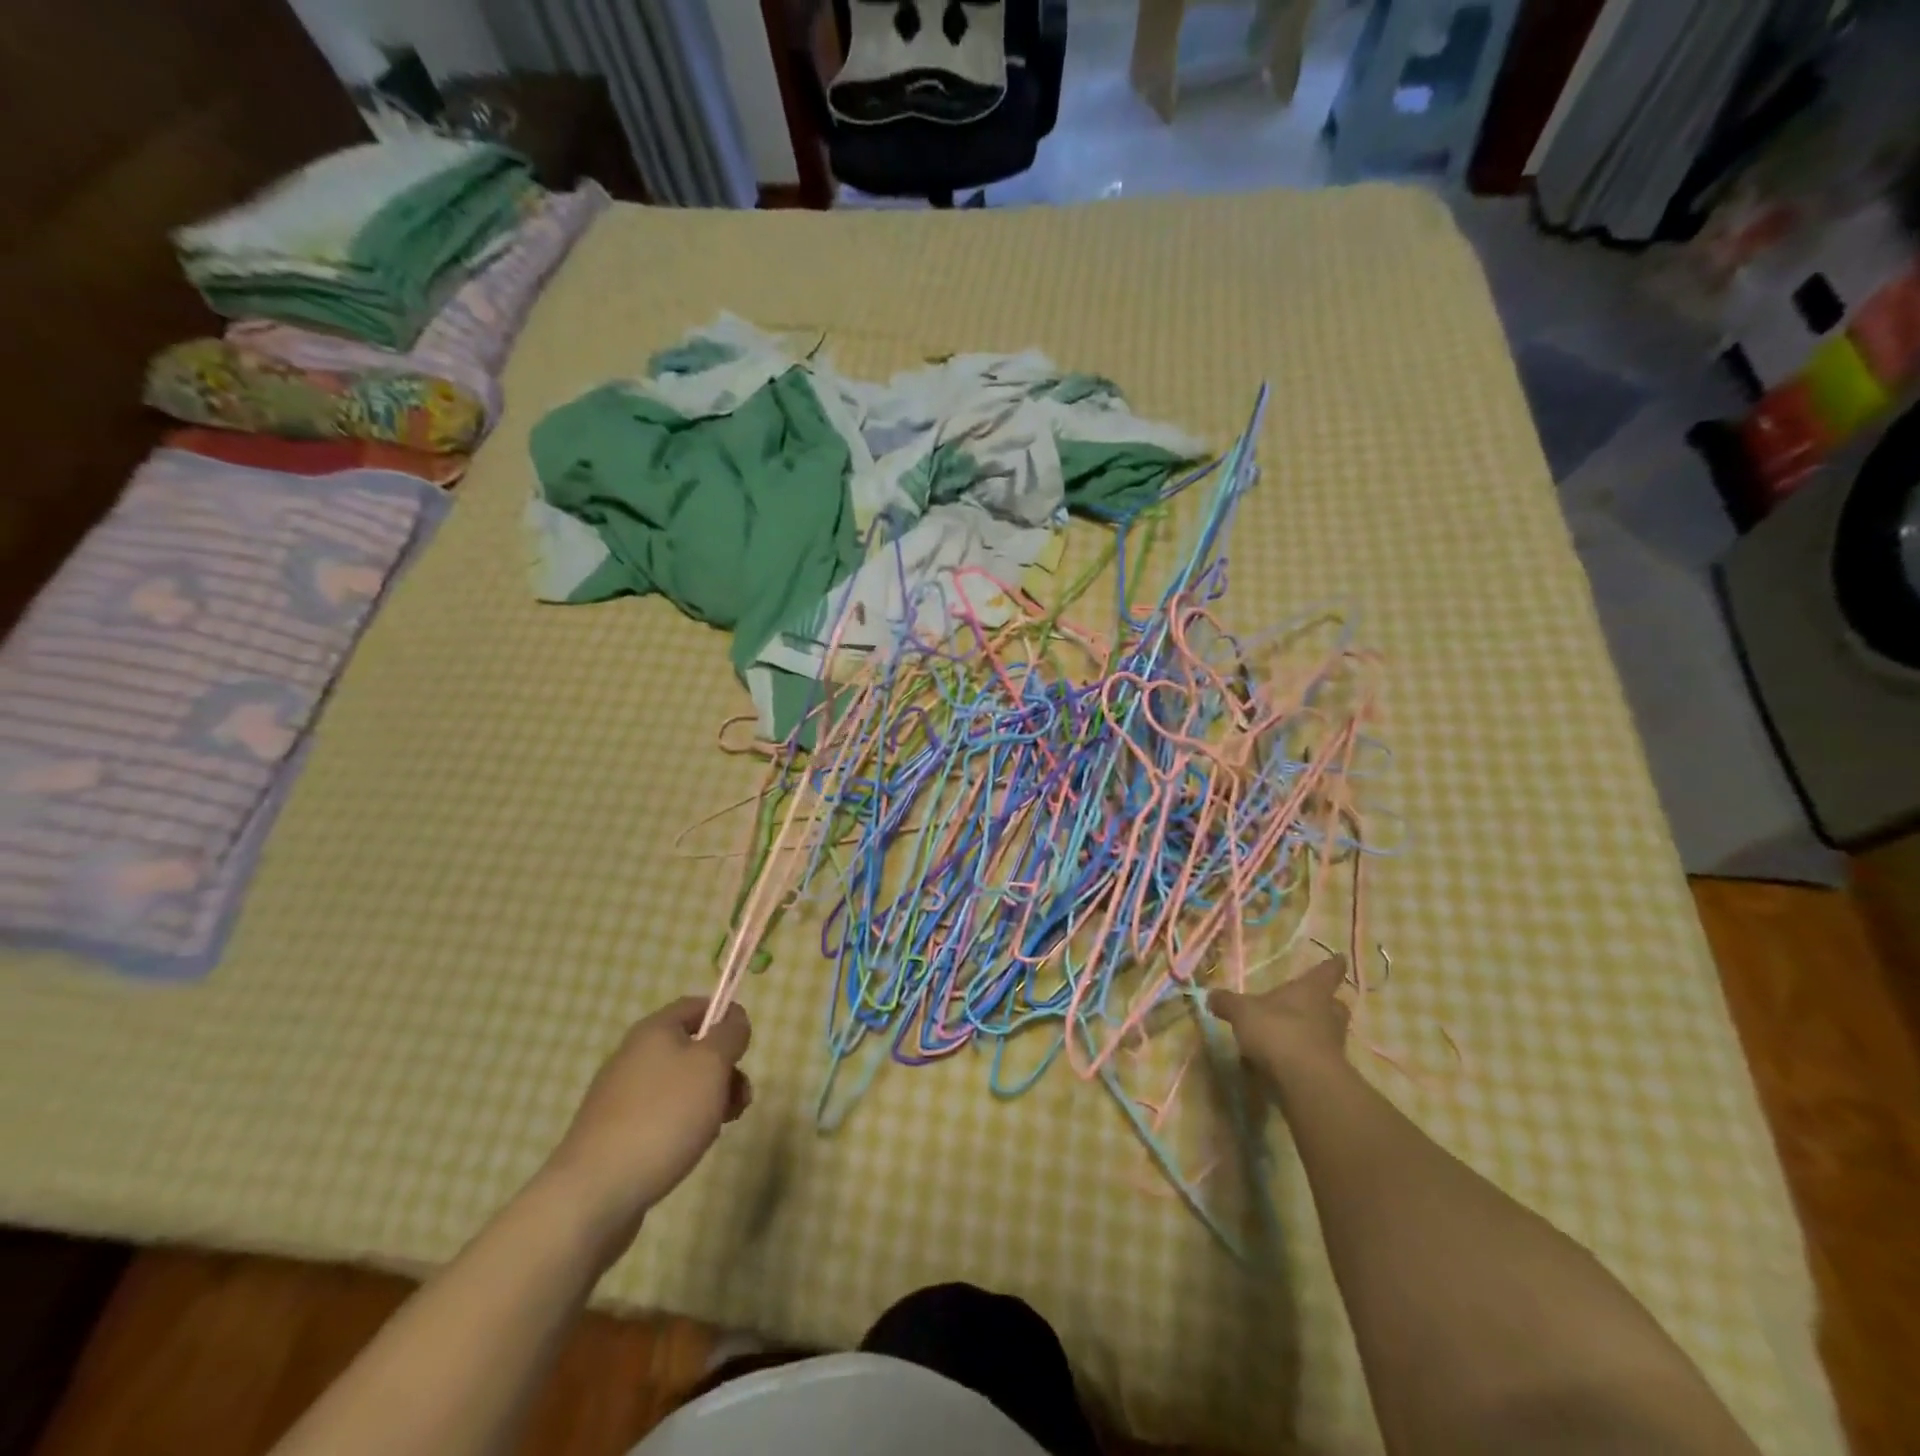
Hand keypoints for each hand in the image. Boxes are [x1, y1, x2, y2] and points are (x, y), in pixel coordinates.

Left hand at [542, 997, 751, 1240]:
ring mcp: (623, 1096)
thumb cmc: (663, 1117)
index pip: (698, 1005)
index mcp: (655, 1030)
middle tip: (740, 1099)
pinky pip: (662, 1115)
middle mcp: (635, 1055)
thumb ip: (730, 1034)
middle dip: (724, 1070)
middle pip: (693, 1048)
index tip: (745, 1048)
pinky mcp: (617, 1132)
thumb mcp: (711, 1065)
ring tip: (717, 1129)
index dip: (727, 1017)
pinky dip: (683, 1125)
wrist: (595, 1193)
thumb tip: (733, 1019)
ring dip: (709, 1100)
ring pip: (681, 1085)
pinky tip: (689, 1148)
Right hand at [1209, 955, 1349, 1082]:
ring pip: (1328, 1032)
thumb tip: (1211, 996)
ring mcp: (1333, 1045)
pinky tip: (1284, 1062)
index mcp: (1311, 991)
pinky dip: (1304, 1058)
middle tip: (1315, 1003)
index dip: (1332, 965)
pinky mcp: (1330, 1073)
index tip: (1340, 958)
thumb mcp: (1242, 1011)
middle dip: (1326, 1003)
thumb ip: (1227, 1002)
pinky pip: (1317, 1058)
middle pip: (1335, 1005)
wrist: (1304, 1080)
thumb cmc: (1276, 1030)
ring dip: (1314, 1032)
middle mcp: (1327, 1014)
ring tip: (1291, 1035)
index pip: (1326, 972)